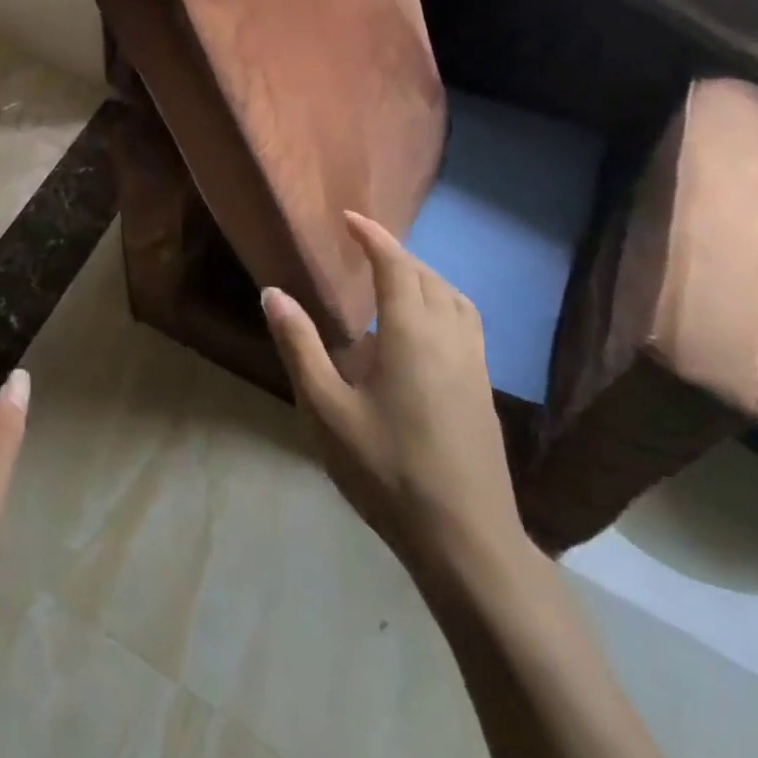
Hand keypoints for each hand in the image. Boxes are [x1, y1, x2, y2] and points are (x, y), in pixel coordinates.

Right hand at [262, 211, 524, 582]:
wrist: (465, 538)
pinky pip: (466, 323)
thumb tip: (273, 293)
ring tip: (394, 280)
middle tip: (363, 248)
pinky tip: (423, 331)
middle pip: (427, 276)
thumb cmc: (386, 469)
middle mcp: (449, 337)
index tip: (349, 219)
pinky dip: (443, 303)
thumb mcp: (326, 409)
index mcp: (411, 333)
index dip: (373, 236)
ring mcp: (474, 364)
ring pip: (454, 298)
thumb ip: (299, 346)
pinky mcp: (484, 389)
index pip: (395, 265)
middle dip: (396, 254)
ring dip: (424, 276)